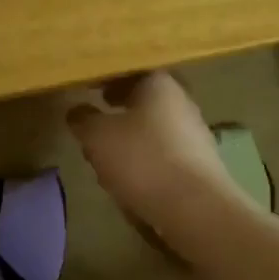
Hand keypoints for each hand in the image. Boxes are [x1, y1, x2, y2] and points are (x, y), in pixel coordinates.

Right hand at [66, 73, 248, 248]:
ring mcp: (195, 134)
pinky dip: (148, 160)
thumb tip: (77, 111)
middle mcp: (182, 102)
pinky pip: (166, 154)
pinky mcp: (201, 165)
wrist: (195, 208)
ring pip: (155, 128)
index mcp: (160, 84)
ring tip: (110, 155)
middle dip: (121, 109)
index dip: (108, 79)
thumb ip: (84, 120)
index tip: (89, 89)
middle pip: (145, 100)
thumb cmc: (143, 159)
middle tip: (97, 121)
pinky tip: (133, 179)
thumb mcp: (98, 137)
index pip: (131, 71)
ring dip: (133, 137)